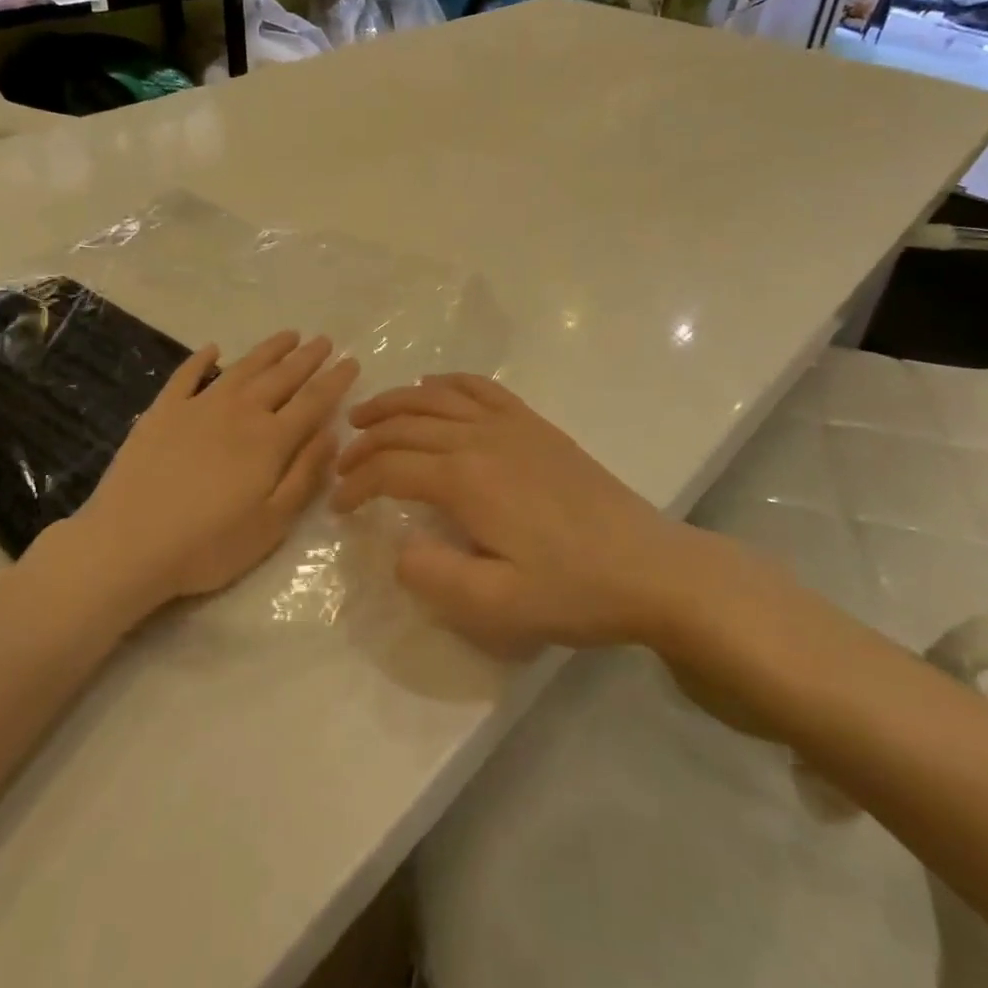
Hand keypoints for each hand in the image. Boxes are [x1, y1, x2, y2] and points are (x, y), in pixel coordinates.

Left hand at [46, 331, 358, 609]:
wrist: (128, 546)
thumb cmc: (208, 545)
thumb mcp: (272, 523)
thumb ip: (305, 474)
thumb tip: (331, 434)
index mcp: (270, 440)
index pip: (313, 401)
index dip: (335, 380)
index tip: (351, 362)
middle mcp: (239, 412)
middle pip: (281, 377)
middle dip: (307, 358)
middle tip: (324, 341)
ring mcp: (198, 407)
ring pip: (242, 368)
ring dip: (268, 350)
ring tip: (288, 335)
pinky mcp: (162, 412)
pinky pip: (186, 375)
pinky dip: (202, 359)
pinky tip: (213, 349)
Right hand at [331, 374, 686, 652]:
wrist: (649, 566)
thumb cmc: (573, 589)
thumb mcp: (498, 605)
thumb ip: (434, 577)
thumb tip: (397, 548)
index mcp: (465, 480)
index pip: (391, 469)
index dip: (357, 484)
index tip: (339, 505)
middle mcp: (481, 438)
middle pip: (406, 426)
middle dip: (366, 441)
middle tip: (342, 460)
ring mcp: (512, 425)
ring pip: (437, 398)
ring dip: (396, 402)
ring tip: (366, 414)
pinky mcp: (536, 426)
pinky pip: (483, 389)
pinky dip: (449, 382)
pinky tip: (434, 386)